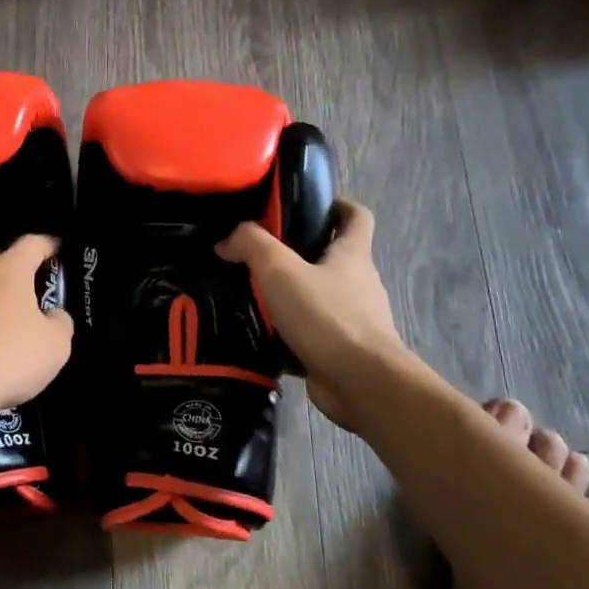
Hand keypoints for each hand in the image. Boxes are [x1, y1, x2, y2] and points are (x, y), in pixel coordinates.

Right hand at [217, 201, 399, 427]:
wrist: (361, 383)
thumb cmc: (327, 317)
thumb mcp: (281, 271)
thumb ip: (252, 246)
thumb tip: (227, 239)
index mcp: (352, 255)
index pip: (356, 215)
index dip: (336, 205)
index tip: (304, 207)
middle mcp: (358, 283)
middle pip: (331, 257)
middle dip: (298, 253)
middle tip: (257, 255)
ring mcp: (353, 319)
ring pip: (318, 297)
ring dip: (290, 296)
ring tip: (250, 295)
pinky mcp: (341, 350)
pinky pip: (311, 334)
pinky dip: (288, 333)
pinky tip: (259, 335)